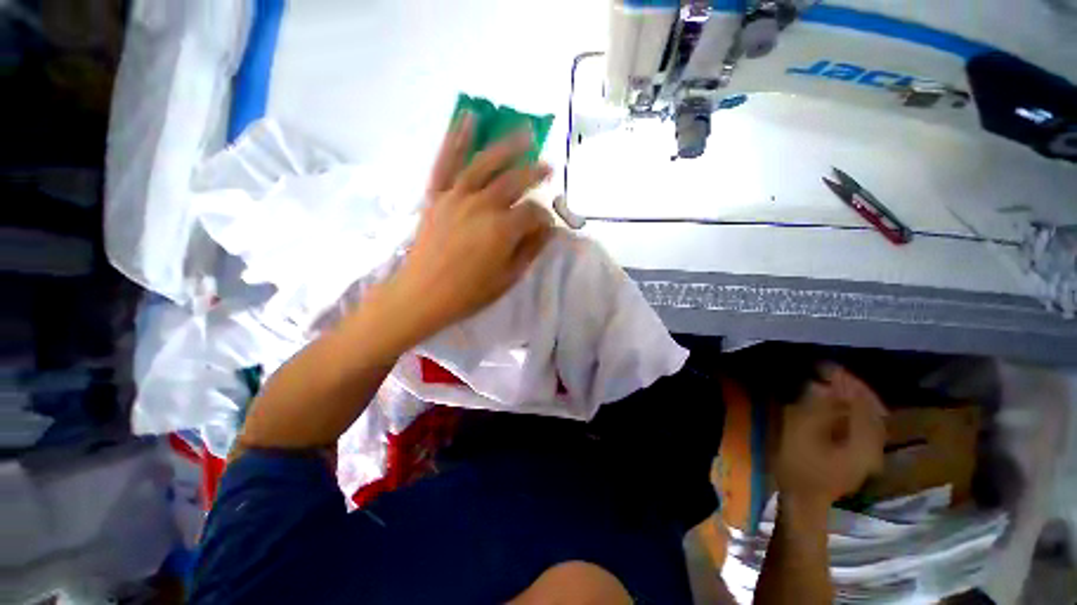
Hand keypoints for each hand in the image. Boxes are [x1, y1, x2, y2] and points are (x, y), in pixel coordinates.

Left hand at [392, 113, 553, 333]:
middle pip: (514, 181)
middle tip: (548, 168)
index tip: (546, 225)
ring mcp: (456, 196)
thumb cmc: (469, 293)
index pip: (532, 213)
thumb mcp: (508, 278)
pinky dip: (456, 138)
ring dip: (508, 146)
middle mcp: (482, 205)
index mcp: (502, 230)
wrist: (423, 294)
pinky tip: (468, 118)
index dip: (543, 217)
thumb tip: (550, 230)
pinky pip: (446, 162)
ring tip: (525, 133)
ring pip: (485, 163)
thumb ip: (530, 250)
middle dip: (535, 173)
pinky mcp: (436, 195)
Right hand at [774, 365, 886, 513]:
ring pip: (870, 417)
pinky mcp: (861, 457)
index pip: (862, 401)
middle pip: (871, 407)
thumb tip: (826, 384)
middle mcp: (875, 446)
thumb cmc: (800, 466)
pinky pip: (864, 426)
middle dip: (852, 386)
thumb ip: (818, 407)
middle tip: (830, 371)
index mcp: (865, 441)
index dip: (845, 380)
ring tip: (835, 383)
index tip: (824, 365)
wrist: (803, 501)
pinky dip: (854, 411)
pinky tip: (841, 405)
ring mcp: (870, 454)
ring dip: (854, 397)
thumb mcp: (802, 433)